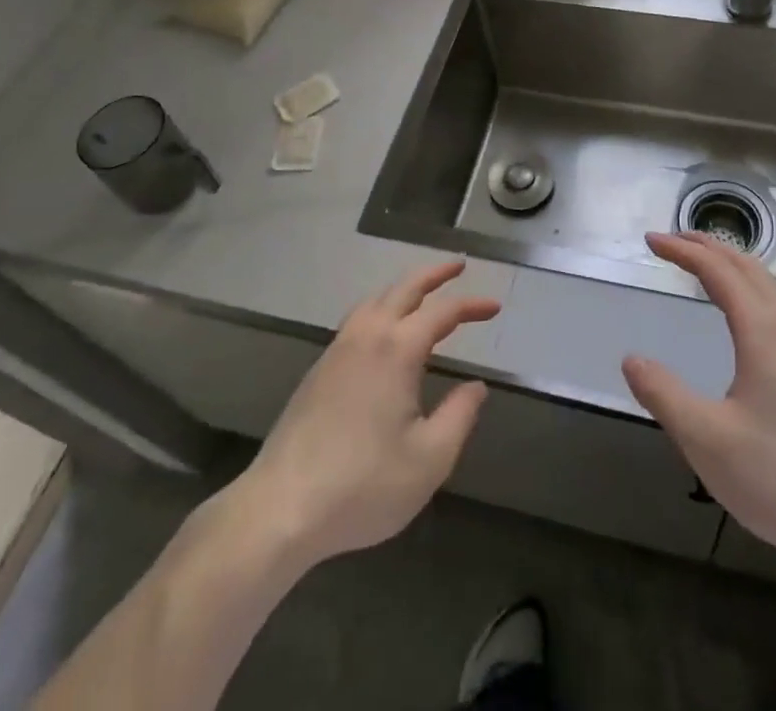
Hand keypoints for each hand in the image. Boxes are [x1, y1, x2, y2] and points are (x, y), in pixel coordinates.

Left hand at [224, 260, 499, 571]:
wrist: (280, 509)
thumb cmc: (362, 485)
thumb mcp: (429, 459)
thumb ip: (459, 416)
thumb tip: (476, 386)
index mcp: (397, 349)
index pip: (442, 312)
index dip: (471, 306)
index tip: (494, 307)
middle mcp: (366, 336)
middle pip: (404, 288)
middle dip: (434, 273)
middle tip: (458, 265)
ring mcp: (337, 350)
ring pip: (375, 300)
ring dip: (404, 289)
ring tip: (423, 293)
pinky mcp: (318, 370)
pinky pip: (357, 319)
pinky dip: (381, 308)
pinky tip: (384, 331)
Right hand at [622, 233, 775, 581]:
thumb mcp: (708, 442)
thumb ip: (665, 396)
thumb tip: (632, 358)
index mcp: (764, 333)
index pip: (718, 272)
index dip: (683, 251)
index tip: (651, 241)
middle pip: (749, 268)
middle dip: (709, 247)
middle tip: (673, 241)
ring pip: (770, 289)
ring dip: (734, 267)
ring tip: (706, 270)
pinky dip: (752, 292)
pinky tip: (748, 323)